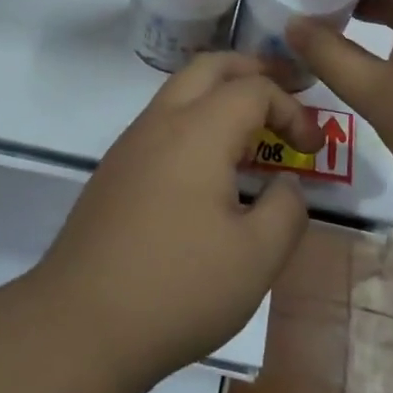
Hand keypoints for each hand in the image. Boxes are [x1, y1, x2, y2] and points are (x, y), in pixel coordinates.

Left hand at [32, 54, 317, 387]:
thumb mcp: (256, 258)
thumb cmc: (177, 288)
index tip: (312, 150)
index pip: (253, 88)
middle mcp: (160, 123)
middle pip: (209, 67)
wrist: (79, 326)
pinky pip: (162, 124)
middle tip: (286, 93)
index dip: (292, 109)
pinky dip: (195, 124)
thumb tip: (286, 184)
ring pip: (179, 92)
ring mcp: (129, 146)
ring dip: (220, 97)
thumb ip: (286, 210)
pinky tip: (209, 171)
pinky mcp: (113, 173)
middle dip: (252, 70)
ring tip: (253, 134)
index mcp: (197, 131)